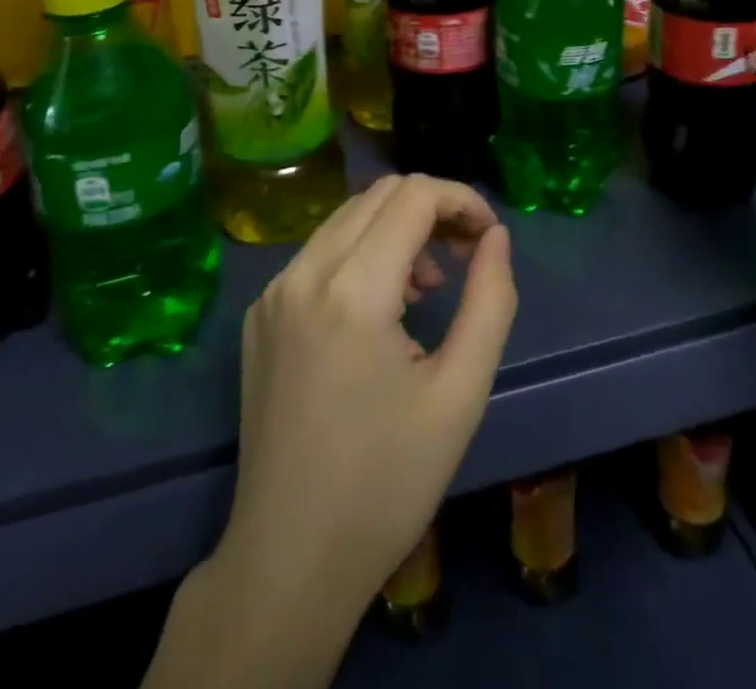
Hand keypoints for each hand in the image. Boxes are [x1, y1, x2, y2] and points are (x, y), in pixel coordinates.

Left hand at [219, 174, 516, 617]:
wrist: (288, 560)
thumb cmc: (387, 483)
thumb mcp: (460, 394)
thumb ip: (490, 301)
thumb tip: (495, 238)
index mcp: (352, 290)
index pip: (413, 195)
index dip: (462, 199)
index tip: (490, 237)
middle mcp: (303, 273)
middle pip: (379, 195)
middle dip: (432, 209)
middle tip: (465, 255)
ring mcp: (272, 292)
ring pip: (346, 218)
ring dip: (396, 230)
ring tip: (427, 287)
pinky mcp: (259, 314)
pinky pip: (318, 254)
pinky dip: (360, 255)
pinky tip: (380, 309)